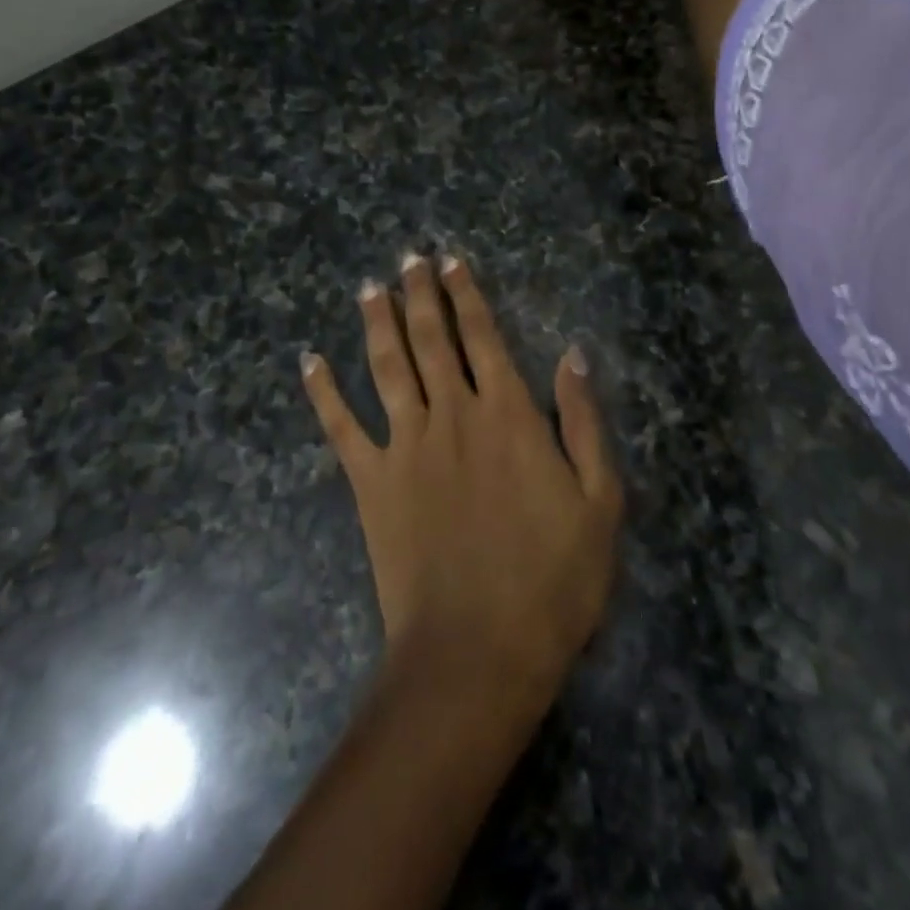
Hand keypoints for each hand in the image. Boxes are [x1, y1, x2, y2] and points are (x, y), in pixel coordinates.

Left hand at [301, 254, 622, 710]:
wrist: (478, 651)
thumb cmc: (552, 580)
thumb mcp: (598, 500)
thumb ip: (582, 421)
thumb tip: (573, 355)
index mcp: (507, 414)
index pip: (483, 336)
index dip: (467, 295)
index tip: (452, 262)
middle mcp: (451, 414)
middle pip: (431, 338)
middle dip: (420, 294)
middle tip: (408, 258)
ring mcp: (405, 445)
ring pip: (387, 366)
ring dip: (377, 322)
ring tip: (370, 288)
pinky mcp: (370, 481)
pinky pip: (340, 426)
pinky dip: (323, 392)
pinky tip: (310, 361)